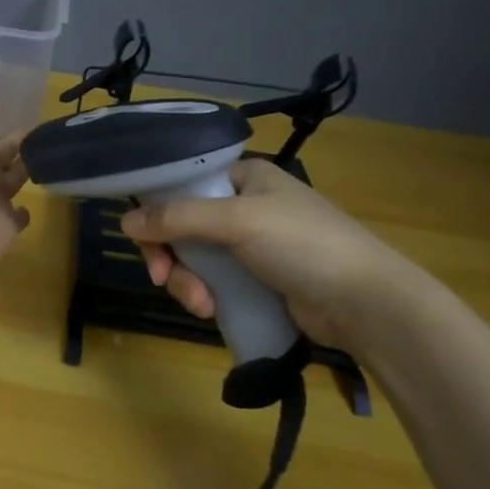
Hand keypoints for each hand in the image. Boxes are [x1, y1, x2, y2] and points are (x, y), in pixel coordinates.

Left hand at [0, 51, 30, 276]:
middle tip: (40, 128)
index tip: (2, 100)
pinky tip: (29, 205)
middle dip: (16, 140)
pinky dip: (22, 212)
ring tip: (49, 157)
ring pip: (13, 179)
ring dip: (25, 169)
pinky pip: (16, 217)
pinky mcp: (5, 226)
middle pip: (1, 151)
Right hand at [120, 157, 424, 353]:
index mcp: (243, 177)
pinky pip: (213, 282)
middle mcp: (244, 205)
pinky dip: (205, 295)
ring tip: (202, 304)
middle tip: (163, 279)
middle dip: (171, 257)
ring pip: (194, 259)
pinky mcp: (256, 280)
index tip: (144, 242)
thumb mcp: (238, 221)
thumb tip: (124, 221)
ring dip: (187, 282)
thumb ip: (178, 218)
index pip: (182, 185)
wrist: (365, 303)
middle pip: (181, 226)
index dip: (156, 211)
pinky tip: (212, 311)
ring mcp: (250, 245)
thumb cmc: (303, 245)